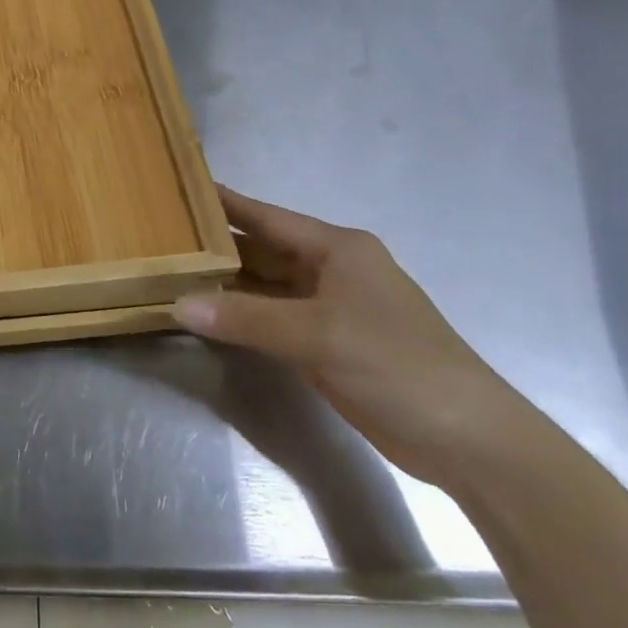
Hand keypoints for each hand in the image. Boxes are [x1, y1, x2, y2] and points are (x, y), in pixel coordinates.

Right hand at [172, 185, 530, 487]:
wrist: (465, 439)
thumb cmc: (398, 364)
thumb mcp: (319, 334)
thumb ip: (246, 318)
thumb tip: (178, 305)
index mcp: (337, 249)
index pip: (267, 218)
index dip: (226, 203)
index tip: (182, 188)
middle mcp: (329, 271)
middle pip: (262, 250)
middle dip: (217, 245)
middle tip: (162, 237)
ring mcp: (327, 309)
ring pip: (264, 287)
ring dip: (225, 284)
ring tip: (171, 272)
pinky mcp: (324, 345)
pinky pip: (271, 320)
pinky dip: (241, 316)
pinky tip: (207, 314)